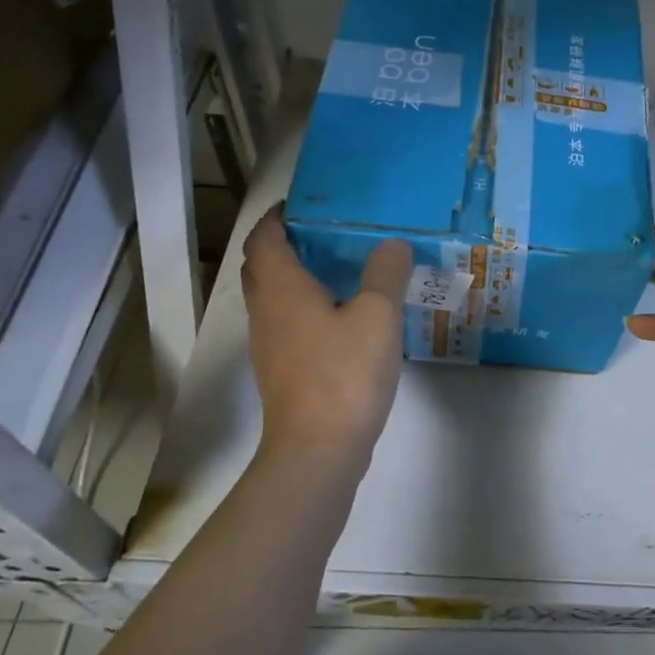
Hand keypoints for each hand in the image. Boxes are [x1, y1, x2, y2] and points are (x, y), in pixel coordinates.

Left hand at [241, 207, 411, 462]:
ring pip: (273, 298)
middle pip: (262, 267)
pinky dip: (305, 308)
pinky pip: (287, 324)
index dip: (277, 217)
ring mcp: (269, 345)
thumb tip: (392, 244)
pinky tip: (341, 317)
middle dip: (284, 244)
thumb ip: (385, 273)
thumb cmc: (345, 373)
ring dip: (295, 277)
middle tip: (325, 234)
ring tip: (338, 269)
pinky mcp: (281, 371)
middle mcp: (266, 312)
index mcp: (281, 289)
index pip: (264, 238)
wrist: (318, 449)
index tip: (303, 205)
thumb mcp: (377, 315)